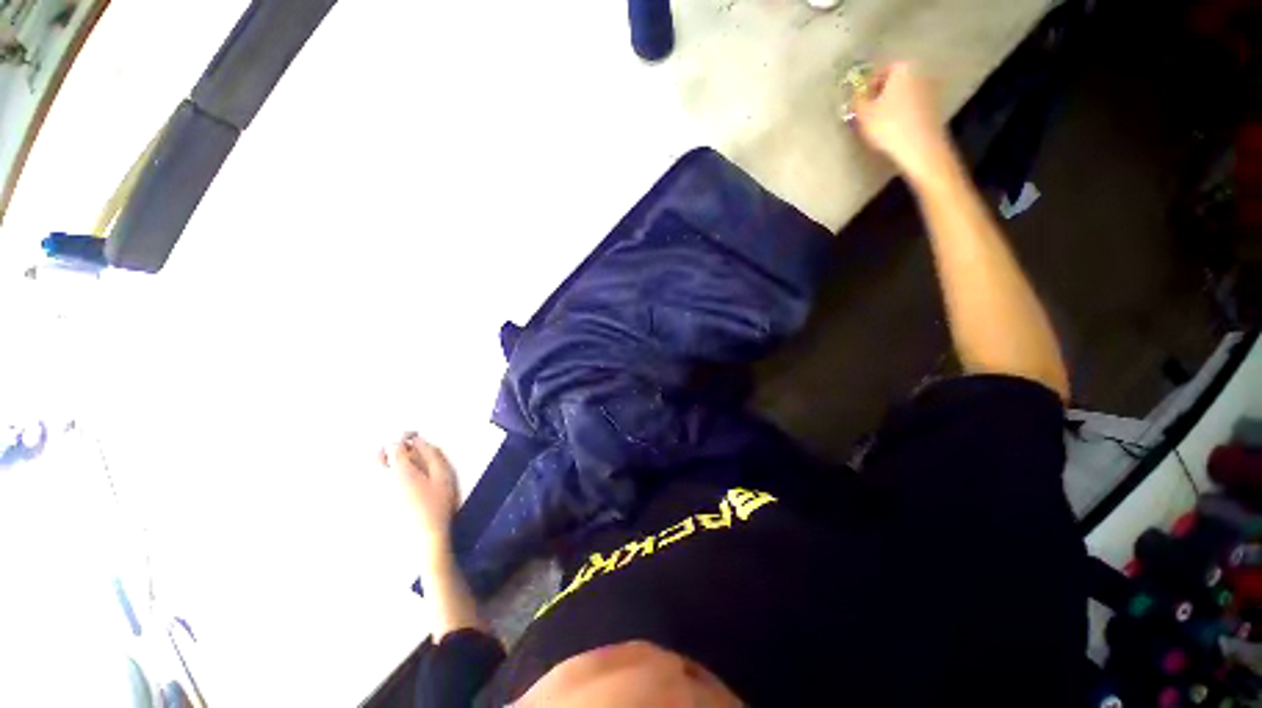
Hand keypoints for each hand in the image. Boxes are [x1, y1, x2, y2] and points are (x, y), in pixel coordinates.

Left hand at [379, 433, 458, 557]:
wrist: (425, 536)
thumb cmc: (438, 504)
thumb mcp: (443, 475)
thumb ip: (431, 455)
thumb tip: (420, 441)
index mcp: (400, 470)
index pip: (395, 445)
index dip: (404, 436)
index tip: (415, 435)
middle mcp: (382, 480)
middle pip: (377, 457)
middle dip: (389, 447)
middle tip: (405, 447)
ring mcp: (377, 493)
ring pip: (373, 470)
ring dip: (385, 461)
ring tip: (402, 462)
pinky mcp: (377, 504)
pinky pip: (375, 483)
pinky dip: (383, 475)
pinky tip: (398, 480)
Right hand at [853, 62, 958, 186]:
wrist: (920, 147)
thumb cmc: (889, 126)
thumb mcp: (863, 114)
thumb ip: (857, 100)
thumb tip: (857, 94)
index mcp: (903, 67)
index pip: (878, 72)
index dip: (866, 89)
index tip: (859, 105)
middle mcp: (920, 71)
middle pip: (893, 82)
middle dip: (880, 95)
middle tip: (868, 114)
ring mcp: (931, 87)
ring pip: (903, 94)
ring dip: (891, 105)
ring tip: (881, 124)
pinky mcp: (935, 105)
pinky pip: (913, 105)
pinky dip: (903, 113)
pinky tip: (896, 128)